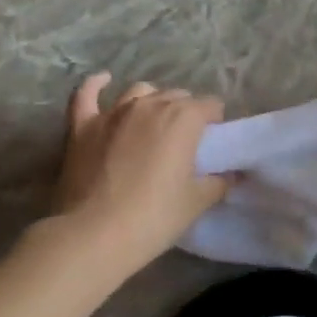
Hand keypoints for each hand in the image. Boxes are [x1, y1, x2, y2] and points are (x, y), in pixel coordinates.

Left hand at [52, 75, 227, 275]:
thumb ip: (219, 182)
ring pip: (140, 91)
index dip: (214, 123)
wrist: (93, 236)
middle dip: (185, 112)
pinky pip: (86, 95)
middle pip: (177, 96)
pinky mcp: (83, 126)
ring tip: (153, 120)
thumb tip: (233, 175)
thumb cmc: (153, 218)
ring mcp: (113, 113)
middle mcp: (150, 105)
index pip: (210, 106)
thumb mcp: (196, 203)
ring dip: (151, 100)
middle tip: (184, 141)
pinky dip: (95, 85)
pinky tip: (103, 80)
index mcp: (183, 118)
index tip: (212, 144)